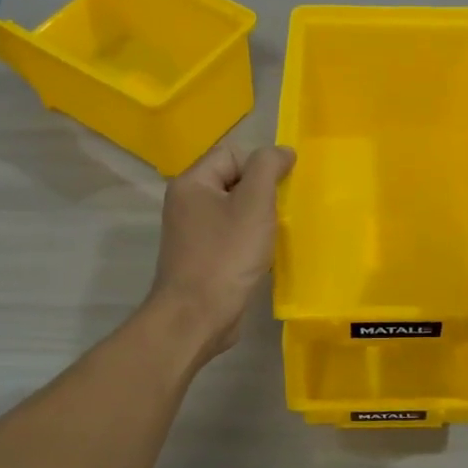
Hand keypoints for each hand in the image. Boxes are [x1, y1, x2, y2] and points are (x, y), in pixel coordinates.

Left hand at [148, 141, 295, 363]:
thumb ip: (267, 168)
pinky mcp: (201, 259)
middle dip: (261, 195)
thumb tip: (281, 151)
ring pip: (234, 212)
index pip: (232, 154)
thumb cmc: (227, 255)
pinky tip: (262, 257)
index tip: (281, 191)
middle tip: (280, 214)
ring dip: (258, 221)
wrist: (198, 316)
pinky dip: (249, 243)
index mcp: (192, 183)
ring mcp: (192, 234)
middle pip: (233, 182)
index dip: (260, 167)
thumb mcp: (254, 203)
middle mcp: (186, 204)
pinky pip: (231, 238)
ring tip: (274, 236)